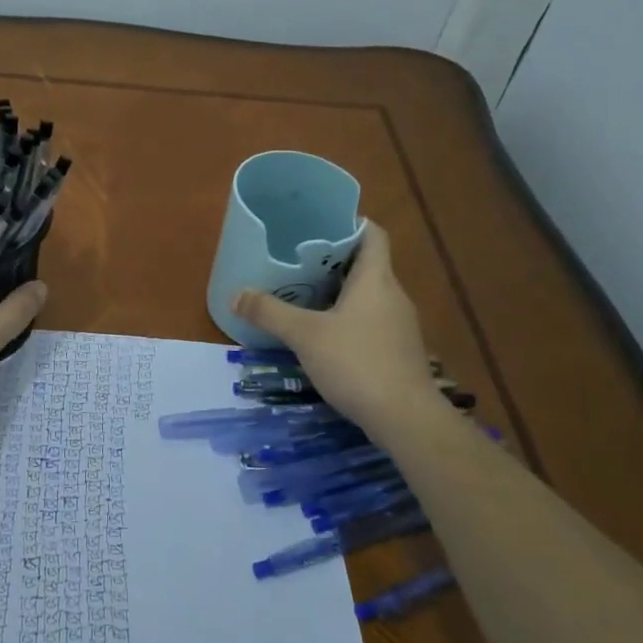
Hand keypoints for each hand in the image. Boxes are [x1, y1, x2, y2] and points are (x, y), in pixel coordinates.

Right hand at [230, 223, 444, 436]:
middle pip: (367, 264)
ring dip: (339, 291)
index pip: (372, 234)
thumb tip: (236, 294)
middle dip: (333, 259)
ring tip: (304, 294)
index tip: (320, 222)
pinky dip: (348, 318)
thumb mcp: (305, 335)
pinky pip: (371, 321)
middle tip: (298, 259)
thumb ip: (270, 312)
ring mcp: (399, 325)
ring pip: (368, 295)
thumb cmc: (357, 363)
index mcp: (376, 279)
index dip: (350, 222)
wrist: (406, 419)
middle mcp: (393, 295)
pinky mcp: (398, 351)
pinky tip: (324, 334)